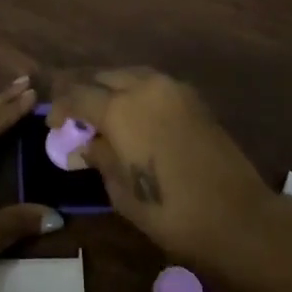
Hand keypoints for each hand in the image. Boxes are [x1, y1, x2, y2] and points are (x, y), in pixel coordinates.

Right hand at [47, 66, 276, 275]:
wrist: (238, 216)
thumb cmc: (172, 212)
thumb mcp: (122, 192)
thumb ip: (100, 158)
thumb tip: (85, 143)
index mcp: (120, 109)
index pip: (78, 96)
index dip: (61, 108)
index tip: (53, 125)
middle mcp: (144, 87)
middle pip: (103, 76)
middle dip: (85, 92)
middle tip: (76, 116)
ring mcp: (172, 88)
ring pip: (130, 75)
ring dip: (112, 88)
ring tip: (104, 113)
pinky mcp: (193, 98)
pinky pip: (154, 84)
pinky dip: (137, 92)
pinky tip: (135, 115)